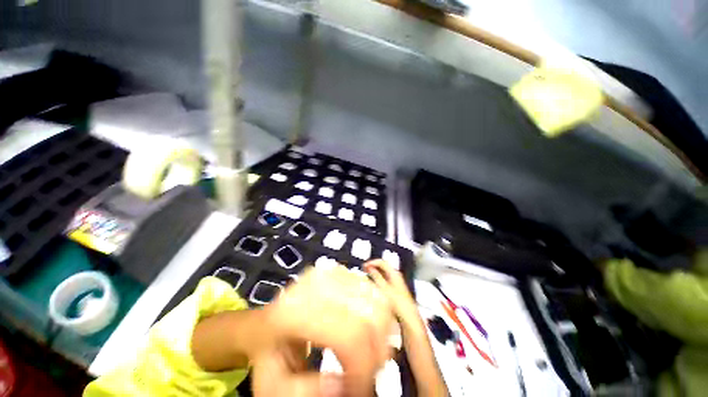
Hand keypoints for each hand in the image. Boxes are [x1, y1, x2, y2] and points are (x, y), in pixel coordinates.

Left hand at [265, 265, 393, 396]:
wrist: (262, 324)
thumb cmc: (267, 355)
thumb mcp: (274, 386)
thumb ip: (308, 391)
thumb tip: (346, 386)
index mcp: (294, 313)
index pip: (349, 335)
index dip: (364, 366)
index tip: (361, 388)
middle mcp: (314, 285)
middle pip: (368, 313)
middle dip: (378, 348)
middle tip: (371, 372)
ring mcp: (328, 273)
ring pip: (374, 297)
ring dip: (381, 329)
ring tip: (371, 351)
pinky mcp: (336, 270)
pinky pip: (370, 287)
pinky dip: (377, 310)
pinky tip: (367, 327)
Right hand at [363, 260, 419, 328]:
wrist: (408, 317)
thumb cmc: (398, 303)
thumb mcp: (384, 288)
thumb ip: (376, 276)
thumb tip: (369, 268)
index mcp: (394, 273)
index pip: (382, 262)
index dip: (372, 262)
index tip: (364, 266)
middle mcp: (396, 275)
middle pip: (383, 266)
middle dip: (373, 266)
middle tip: (364, 269)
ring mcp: (396, 282)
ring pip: (384, 272)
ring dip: (375, 272)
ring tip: (367, 275)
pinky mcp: (395, 288)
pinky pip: (385, 279)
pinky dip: (378, 278)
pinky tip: (373, 283)